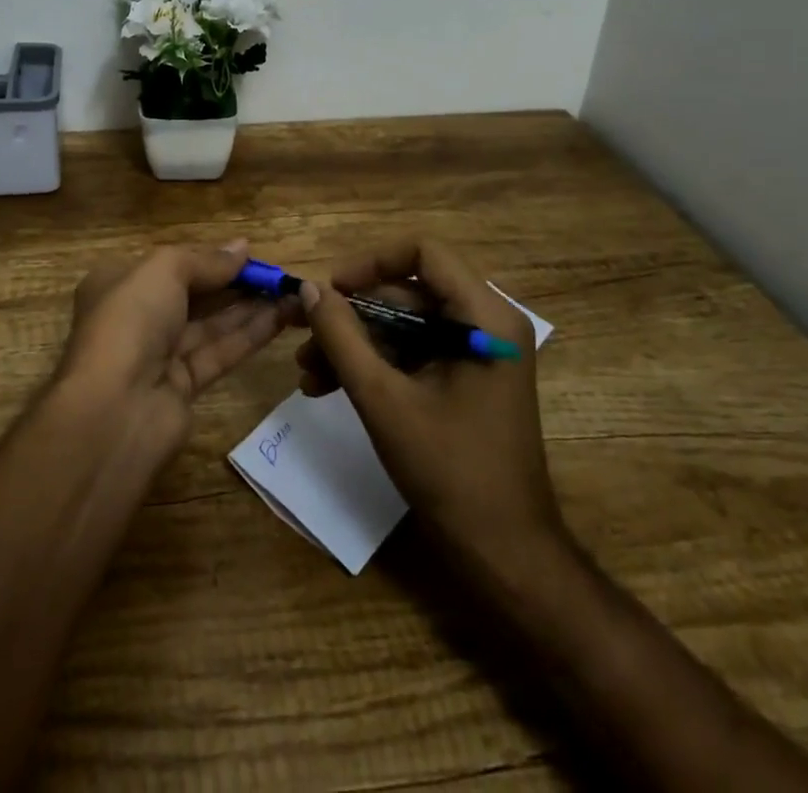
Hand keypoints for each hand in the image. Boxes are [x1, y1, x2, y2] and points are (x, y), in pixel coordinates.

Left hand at [61, 240, 297, 451]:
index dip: (208, 258)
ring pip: (210, 324)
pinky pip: (220, 352)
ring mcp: (158, 354)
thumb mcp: (164, 271)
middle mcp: (136, 317)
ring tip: (290, 293)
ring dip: (250, 308)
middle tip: (277, 275)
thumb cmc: (131, 320)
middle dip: (234, 283)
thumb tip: (242, 247)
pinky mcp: (182, 387)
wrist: (115, 409)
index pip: (169, 265)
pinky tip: (282, 318)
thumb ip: (206, 260)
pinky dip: (249, 335)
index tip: (248, 253)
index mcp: (118, 283)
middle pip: (193, 294)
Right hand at [296, 238, 561, 567]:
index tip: (329, 289)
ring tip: (307, 372)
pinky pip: (412, 352)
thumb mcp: (383, 399)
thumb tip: (309, 288)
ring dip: (354, 344)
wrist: (504, 555)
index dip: (370, 262)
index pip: (423, 253)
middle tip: (304, 337)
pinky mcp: (465, 378)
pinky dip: (374, 364)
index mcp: (485, 318)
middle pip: (407, 291)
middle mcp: (487, 324)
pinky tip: (329, 387)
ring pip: (403, 324)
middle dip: (352, 316)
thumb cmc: (450, 471)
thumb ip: (342, 337)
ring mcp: (476, 353)